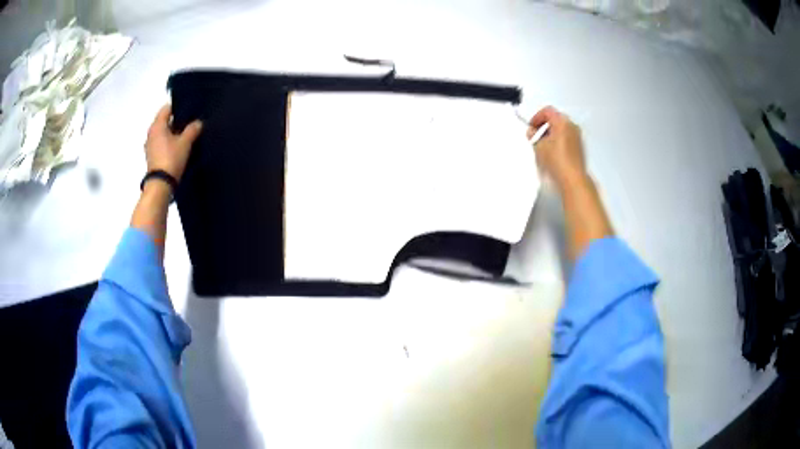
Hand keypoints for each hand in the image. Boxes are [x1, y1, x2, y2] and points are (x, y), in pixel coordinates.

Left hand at [145, 104, 202, 182]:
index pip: (167, 108)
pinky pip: (162, 144)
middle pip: (165, 121)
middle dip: (177, 121)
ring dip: (174, 134)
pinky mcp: (152, 157)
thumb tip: (198, 123)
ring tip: (187, 136)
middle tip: (191, 123)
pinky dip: (170, 143)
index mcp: (157, 125)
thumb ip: (192, 129)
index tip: (190, 110)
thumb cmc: (171, 159)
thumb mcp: (185, 142)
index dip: (179, 107)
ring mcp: (150, 146)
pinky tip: (179, 148)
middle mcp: (151, 133)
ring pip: (164, 133)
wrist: (160, 185)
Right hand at [527, 106, 586, 190]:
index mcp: (562, 121)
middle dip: (544, 126)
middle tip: (536, 136)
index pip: (547, 111)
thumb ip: (533, 135)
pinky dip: (559, 141)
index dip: (537, 118)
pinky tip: (553, 153)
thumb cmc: (557, 161)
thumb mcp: (538, 146)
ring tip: (543, 146)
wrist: (573, 179)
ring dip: (551, 134)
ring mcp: (578, 136)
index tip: (531, 127)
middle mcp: (572, 126)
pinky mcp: (580, 147)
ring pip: (562, 129)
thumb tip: (532, 132)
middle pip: (556, 119)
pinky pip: (567, 138)